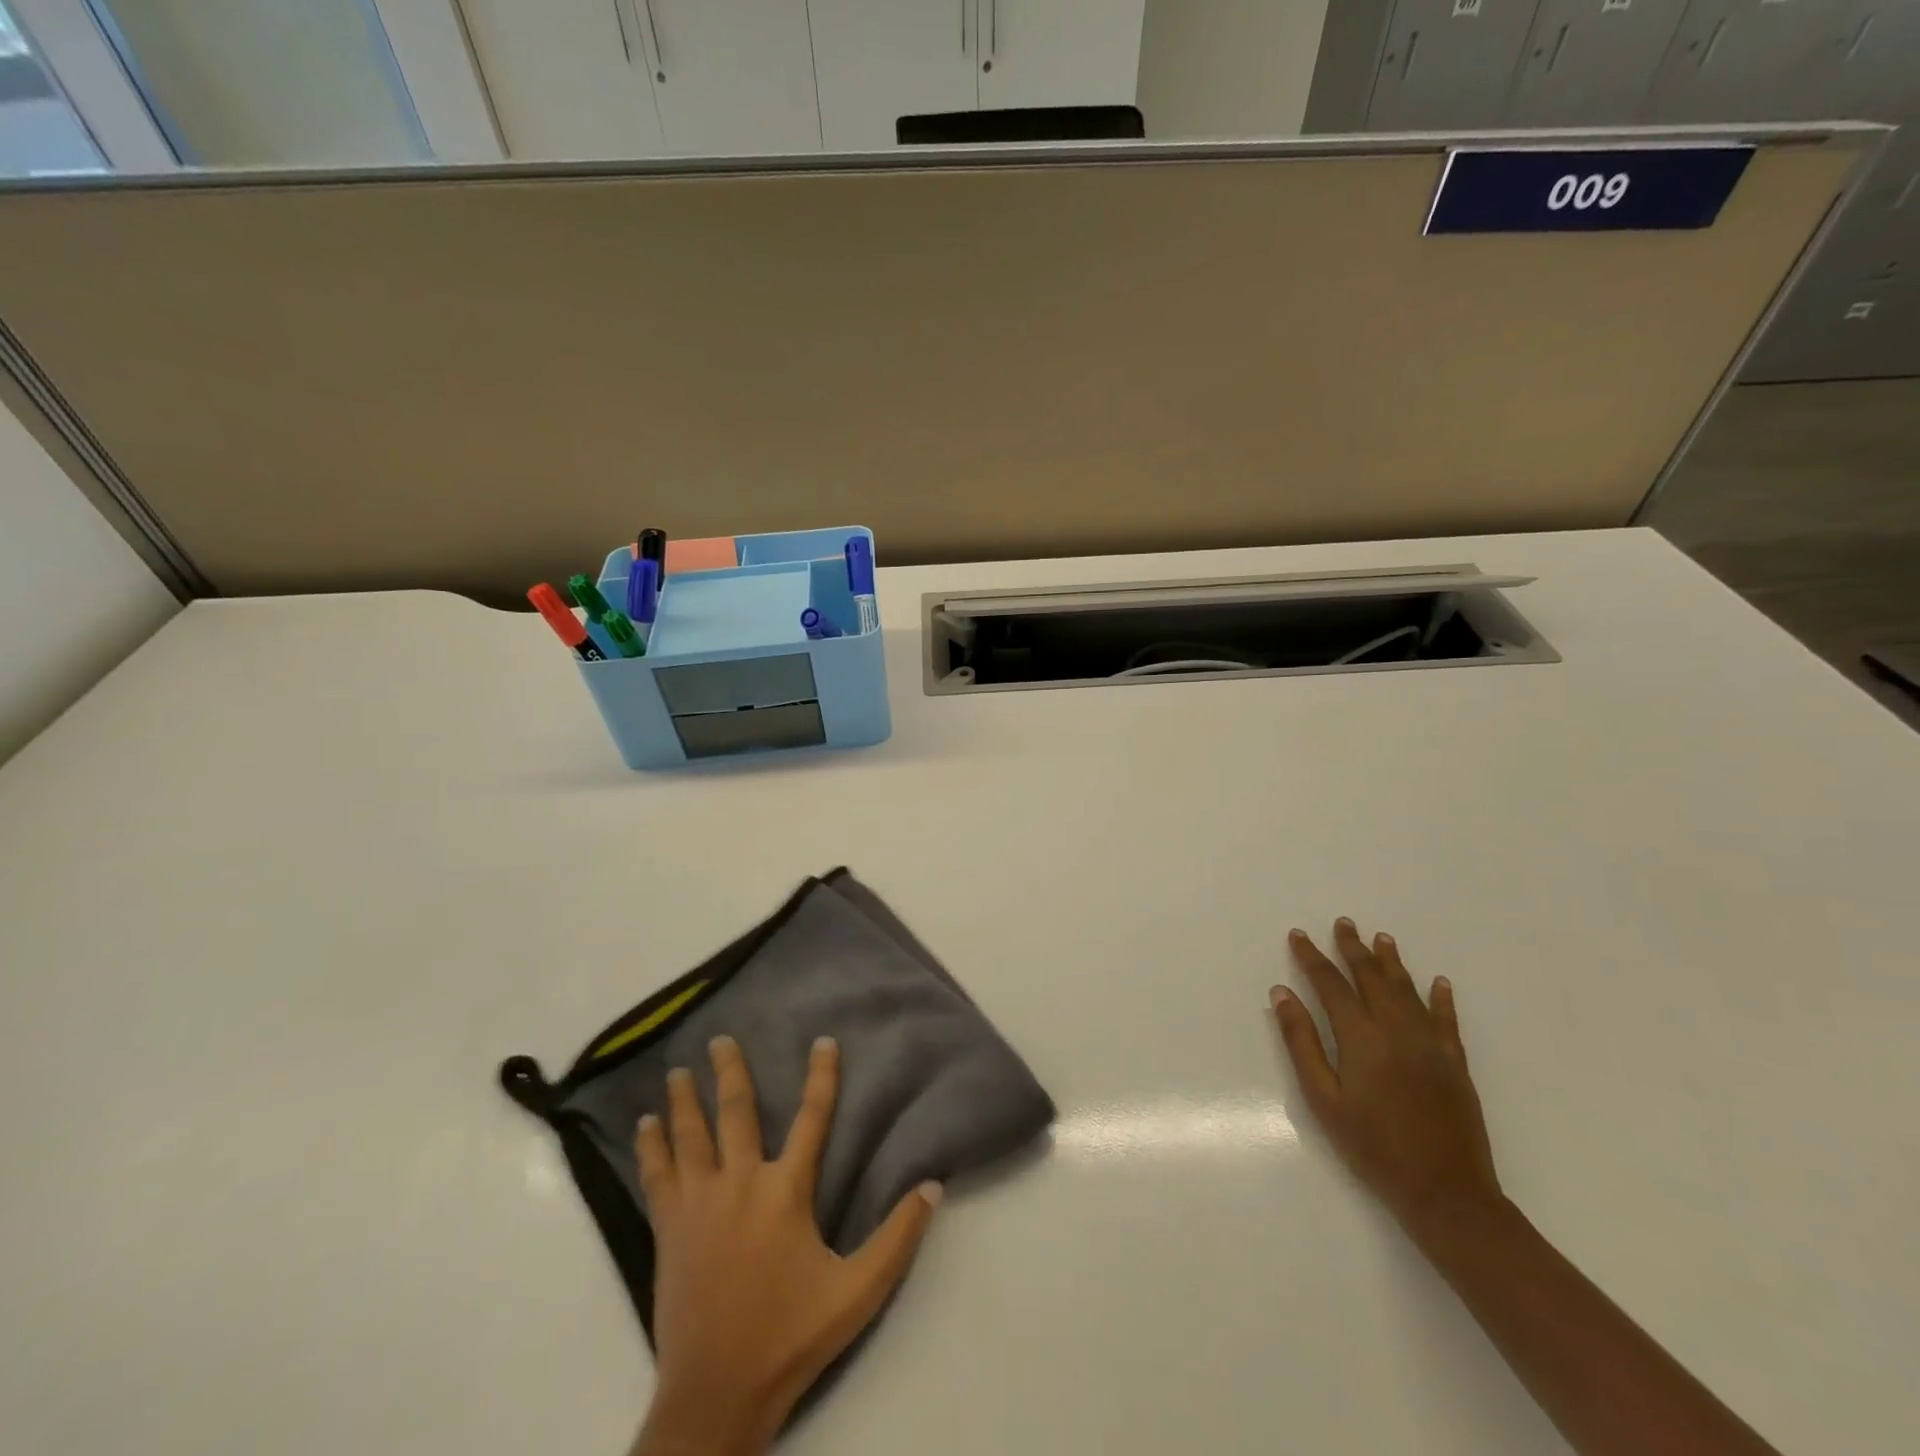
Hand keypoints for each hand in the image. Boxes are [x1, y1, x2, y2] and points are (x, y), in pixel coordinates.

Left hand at [632, 1036, 941, 1455]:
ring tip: (678, 1069)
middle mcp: (740, 1183)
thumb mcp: (858, 1292)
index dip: (822, 1077)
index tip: (823, 1041)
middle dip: (731, 1071)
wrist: (716, 1394)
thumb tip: (933, 1186)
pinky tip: (644, 1126)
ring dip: (684, 1100)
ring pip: (690, 1136)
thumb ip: (898, 1238)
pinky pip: (657, 1176)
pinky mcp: (669, 1229)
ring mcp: (699, 1204)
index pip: (812, 1118)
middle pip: (736, 1113)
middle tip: (720, 1038)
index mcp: (786, 1191)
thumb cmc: (790, 1337)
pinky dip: (651, 1147)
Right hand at [1270, 920, 1501, 1237]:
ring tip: (1381, 938)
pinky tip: (1438, 982)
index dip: (1312, 958)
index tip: (1299, 936)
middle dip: (1353, 948)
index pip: (1331, 985)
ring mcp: (1431, 1045)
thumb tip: (1282, 994)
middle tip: (1342, 923)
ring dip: (1392, 962)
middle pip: (1371, 978)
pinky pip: (1447, 1020)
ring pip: (1408, 991)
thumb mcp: (1323, 1099)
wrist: (1446, 1193)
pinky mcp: (1455, 1064)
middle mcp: (1397, 1030)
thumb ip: (1302, 1042)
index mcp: (1361, 1038)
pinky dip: (1441, 998)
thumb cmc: (1373, 1147)